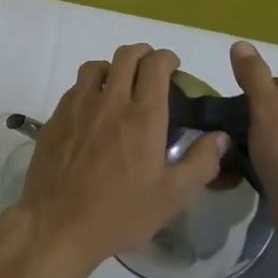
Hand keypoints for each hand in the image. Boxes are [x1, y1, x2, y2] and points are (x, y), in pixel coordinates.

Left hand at [7, 43, 225, 277]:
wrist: (58, 223)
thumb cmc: (120, 213)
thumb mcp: (172, 197)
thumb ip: (201, 163)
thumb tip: (220, 136)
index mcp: (142, 116)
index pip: (155, 65)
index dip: (167, 58)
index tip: (173, 68)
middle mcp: (110, 100)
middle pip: (126, 56)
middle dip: (143, 54)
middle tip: (151, 70)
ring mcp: (78, 105)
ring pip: (96, 66)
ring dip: (113, 68)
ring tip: (120, 86)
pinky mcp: (56, 116)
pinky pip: (76, 87)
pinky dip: (90, 87)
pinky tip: (93, 110)